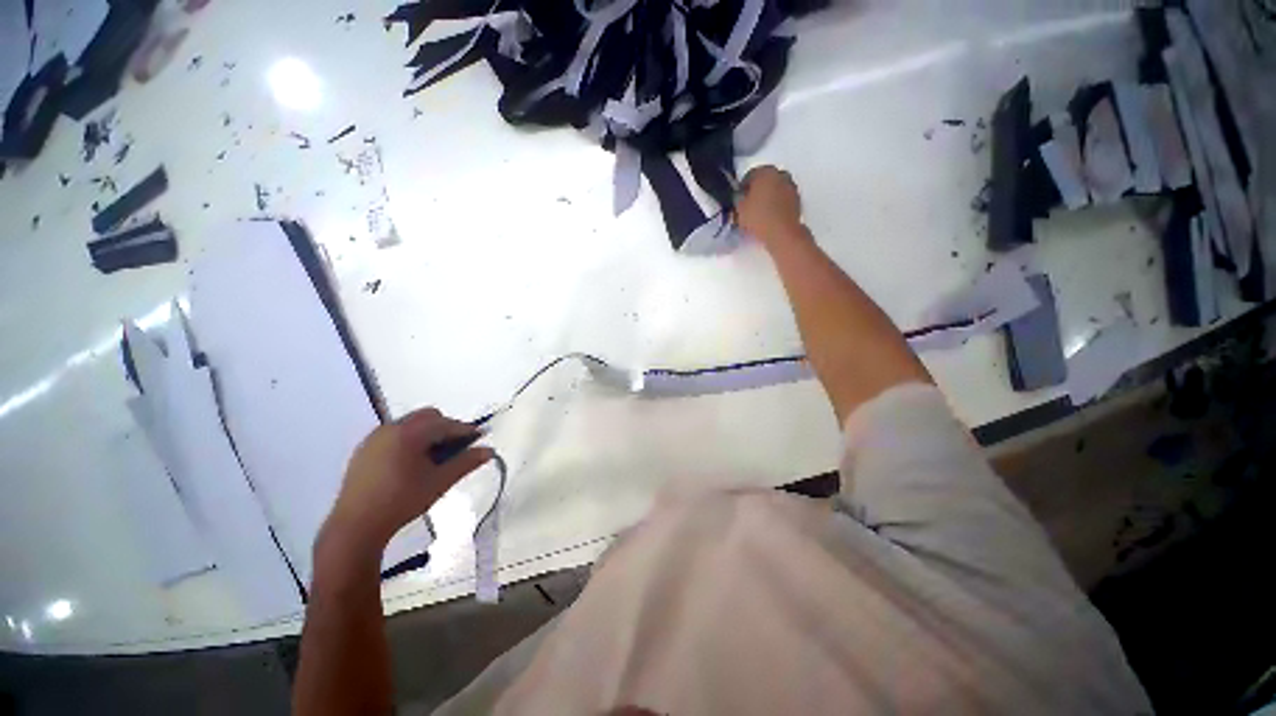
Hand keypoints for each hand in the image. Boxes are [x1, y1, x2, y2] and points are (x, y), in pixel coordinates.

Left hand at [320, 408, 493, 559]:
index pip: (446, 423)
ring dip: (427, 434)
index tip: (479, 439)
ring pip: (410, 424)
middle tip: (455, 450)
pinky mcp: (364, 450)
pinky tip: (411, 464)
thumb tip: (490, 451)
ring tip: (434, 458)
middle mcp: (391, 428)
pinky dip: (409, 441)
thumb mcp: (440, 482)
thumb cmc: (402, 501)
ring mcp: (374, 438)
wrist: (355, 526)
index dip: (465, 430)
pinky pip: (394, 435)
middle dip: (445, 428)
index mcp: (409, 433)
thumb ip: (466, 462)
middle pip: (427, 417)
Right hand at [736, 166, 806, 249]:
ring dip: (768, 196)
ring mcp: (791, 186)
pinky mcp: (798, 199)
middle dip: (757, 190)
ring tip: (760, 211)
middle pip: (765, 180)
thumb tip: (741, 196)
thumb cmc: (758, 217)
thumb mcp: (740, 209)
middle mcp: (780, 174)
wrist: (782, 232)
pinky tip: (770, 216)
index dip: (742, 187)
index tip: (739, 199)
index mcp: (765, 171)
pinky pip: (783, 198)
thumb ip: (738, 198)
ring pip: (775, 188)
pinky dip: (777, 203)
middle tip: (749, 204)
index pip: (750, 175)